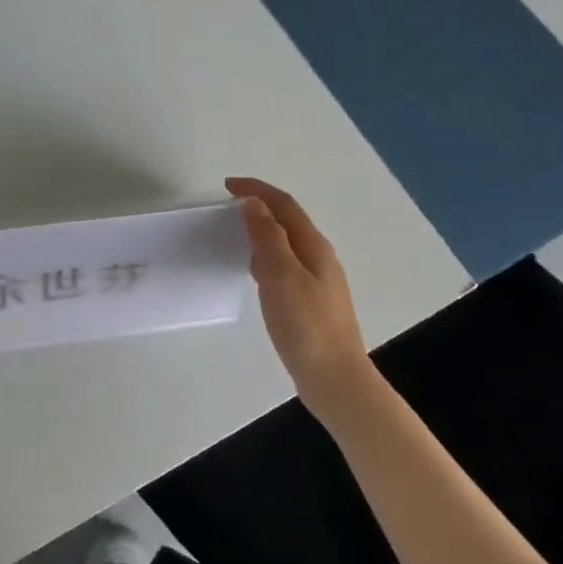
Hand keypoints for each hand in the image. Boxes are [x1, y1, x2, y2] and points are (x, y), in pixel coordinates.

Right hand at [227, 177, 374, 410]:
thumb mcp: (282, 277)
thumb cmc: (307, 326)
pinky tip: (251, 270)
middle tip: (228, 206)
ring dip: (262, 230)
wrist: (334, 378)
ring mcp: (316, 281)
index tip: (227, 185)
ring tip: (234, 232)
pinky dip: (264, 256)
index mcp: (314, 247)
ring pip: (285, 243)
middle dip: (260, 206)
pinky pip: (283, 265)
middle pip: (288, 220)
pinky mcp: (309, 302)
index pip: (284, 205)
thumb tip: (254, 203)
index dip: (257, 190)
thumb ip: (268, 238)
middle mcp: (319, 258)